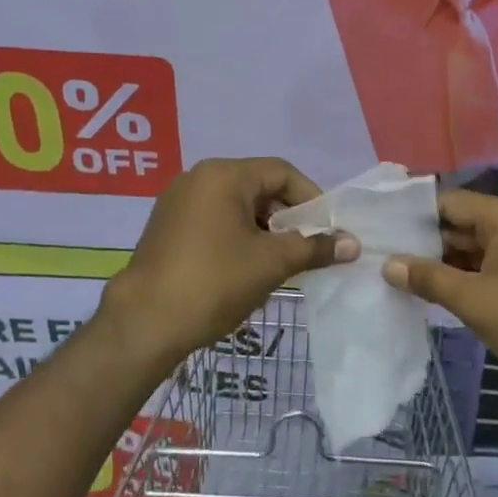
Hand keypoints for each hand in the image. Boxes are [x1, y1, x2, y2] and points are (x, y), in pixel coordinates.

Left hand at [103, 158, 356, 365]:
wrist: (144, 323)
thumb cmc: (214, 282)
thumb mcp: (271, 263)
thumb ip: (314, 248)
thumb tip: (353, 244)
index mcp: (223, 174)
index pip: (281, 172)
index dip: (312, 199)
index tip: (328, 231)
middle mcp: (198, 178)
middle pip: (258, 187)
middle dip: (288, 217)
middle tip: (307, 249)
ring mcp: (178, 202)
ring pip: (237, 206)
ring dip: (264, 230)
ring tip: (281, 263)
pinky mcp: (167, 227)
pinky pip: (215, 221)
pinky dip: (238, 237)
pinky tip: (247, 269)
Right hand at [381, 188, 497, 402]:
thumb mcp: (474, 301)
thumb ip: (428, 278)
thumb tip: (387, 264)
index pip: (448, 201)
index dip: (412, 215)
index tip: (380, 230)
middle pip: (460, 221)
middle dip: (424, 241)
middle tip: (381, 255)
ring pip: (472, 245)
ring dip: (442, 261)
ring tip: (399, 274)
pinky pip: (488, 261)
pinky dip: (464, 273)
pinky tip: (434, 289)